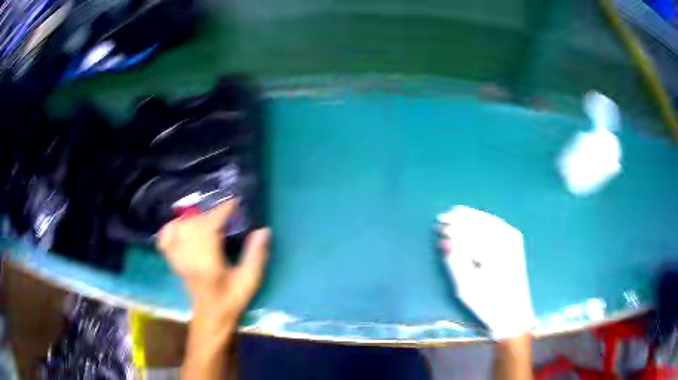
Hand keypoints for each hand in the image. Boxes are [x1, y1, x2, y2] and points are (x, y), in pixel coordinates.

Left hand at [157, 200, 270, 325]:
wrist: (211, 316)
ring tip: (208, 221)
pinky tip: (183, 227)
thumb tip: (263, 230)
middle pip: (194, 223)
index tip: (235, 202)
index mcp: (207, 263)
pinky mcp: (172, 260)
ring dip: (195, 219)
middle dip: (211, 214)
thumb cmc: (232, 300)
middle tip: (226, 215)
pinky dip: (172, 227)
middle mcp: (188, 258)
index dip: (222, 210)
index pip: (210, 227)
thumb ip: (256, 255)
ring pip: (180, 227)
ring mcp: (177, 258)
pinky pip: (165, 237)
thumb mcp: (250, 280)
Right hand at [438, 205, 533, 338]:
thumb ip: (455, 263)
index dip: (453, 225)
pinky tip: (471, 221)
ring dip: (469, 218)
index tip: (440, 224)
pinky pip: (494, 223)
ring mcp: (513, 238)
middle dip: (460, 219)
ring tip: (454, 216)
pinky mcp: (515, 241)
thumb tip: (445, 242)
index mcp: (495, 252)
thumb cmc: (487, 303)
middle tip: (442, 219)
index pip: (470, 231)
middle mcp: (506, 240)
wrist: (512, 313)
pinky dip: (481, 221)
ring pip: (487, 219)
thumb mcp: (465, 288)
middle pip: (478, 221)